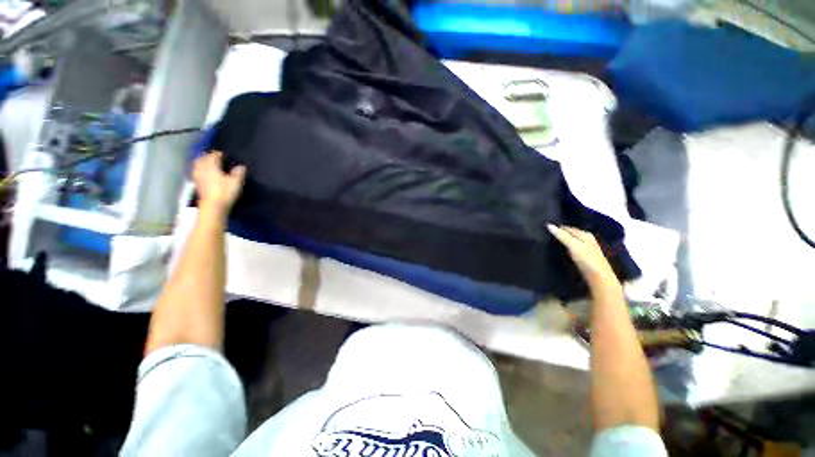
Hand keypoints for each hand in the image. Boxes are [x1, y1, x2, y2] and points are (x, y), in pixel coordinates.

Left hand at [192, 151, 245, 215]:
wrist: (213, 206)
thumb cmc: (225, 192)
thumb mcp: (236, 182)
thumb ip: (238, 173)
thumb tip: (241, 166)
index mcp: (211, 166)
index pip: (213, 156)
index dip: (217, 154)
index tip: (222, 154)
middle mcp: (202, 169)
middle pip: (202, 159)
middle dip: (207, 156)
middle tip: (212, 156)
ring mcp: (198, 177)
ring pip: (197, 166)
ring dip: (201, 162)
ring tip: (206, 163)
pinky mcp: (197, 185)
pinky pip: (196, 173)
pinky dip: (199, 170)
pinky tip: (203, 173)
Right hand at [548, 225, 618, 288]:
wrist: (599, 278)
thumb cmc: (587, 260)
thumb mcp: (573, 245)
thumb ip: (561, 236)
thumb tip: (548, 225)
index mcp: (585, 234)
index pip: (568, 228)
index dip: (557, 228)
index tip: (545, 229)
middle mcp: (587, 240)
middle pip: (570, 234)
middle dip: (560, 234)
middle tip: (545, 236)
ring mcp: (587, 249)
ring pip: (571, 242)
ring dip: (562, 242)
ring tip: (550, 243)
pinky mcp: (585, 258)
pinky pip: (572, 249)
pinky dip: (566, 249)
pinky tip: (560, 252)